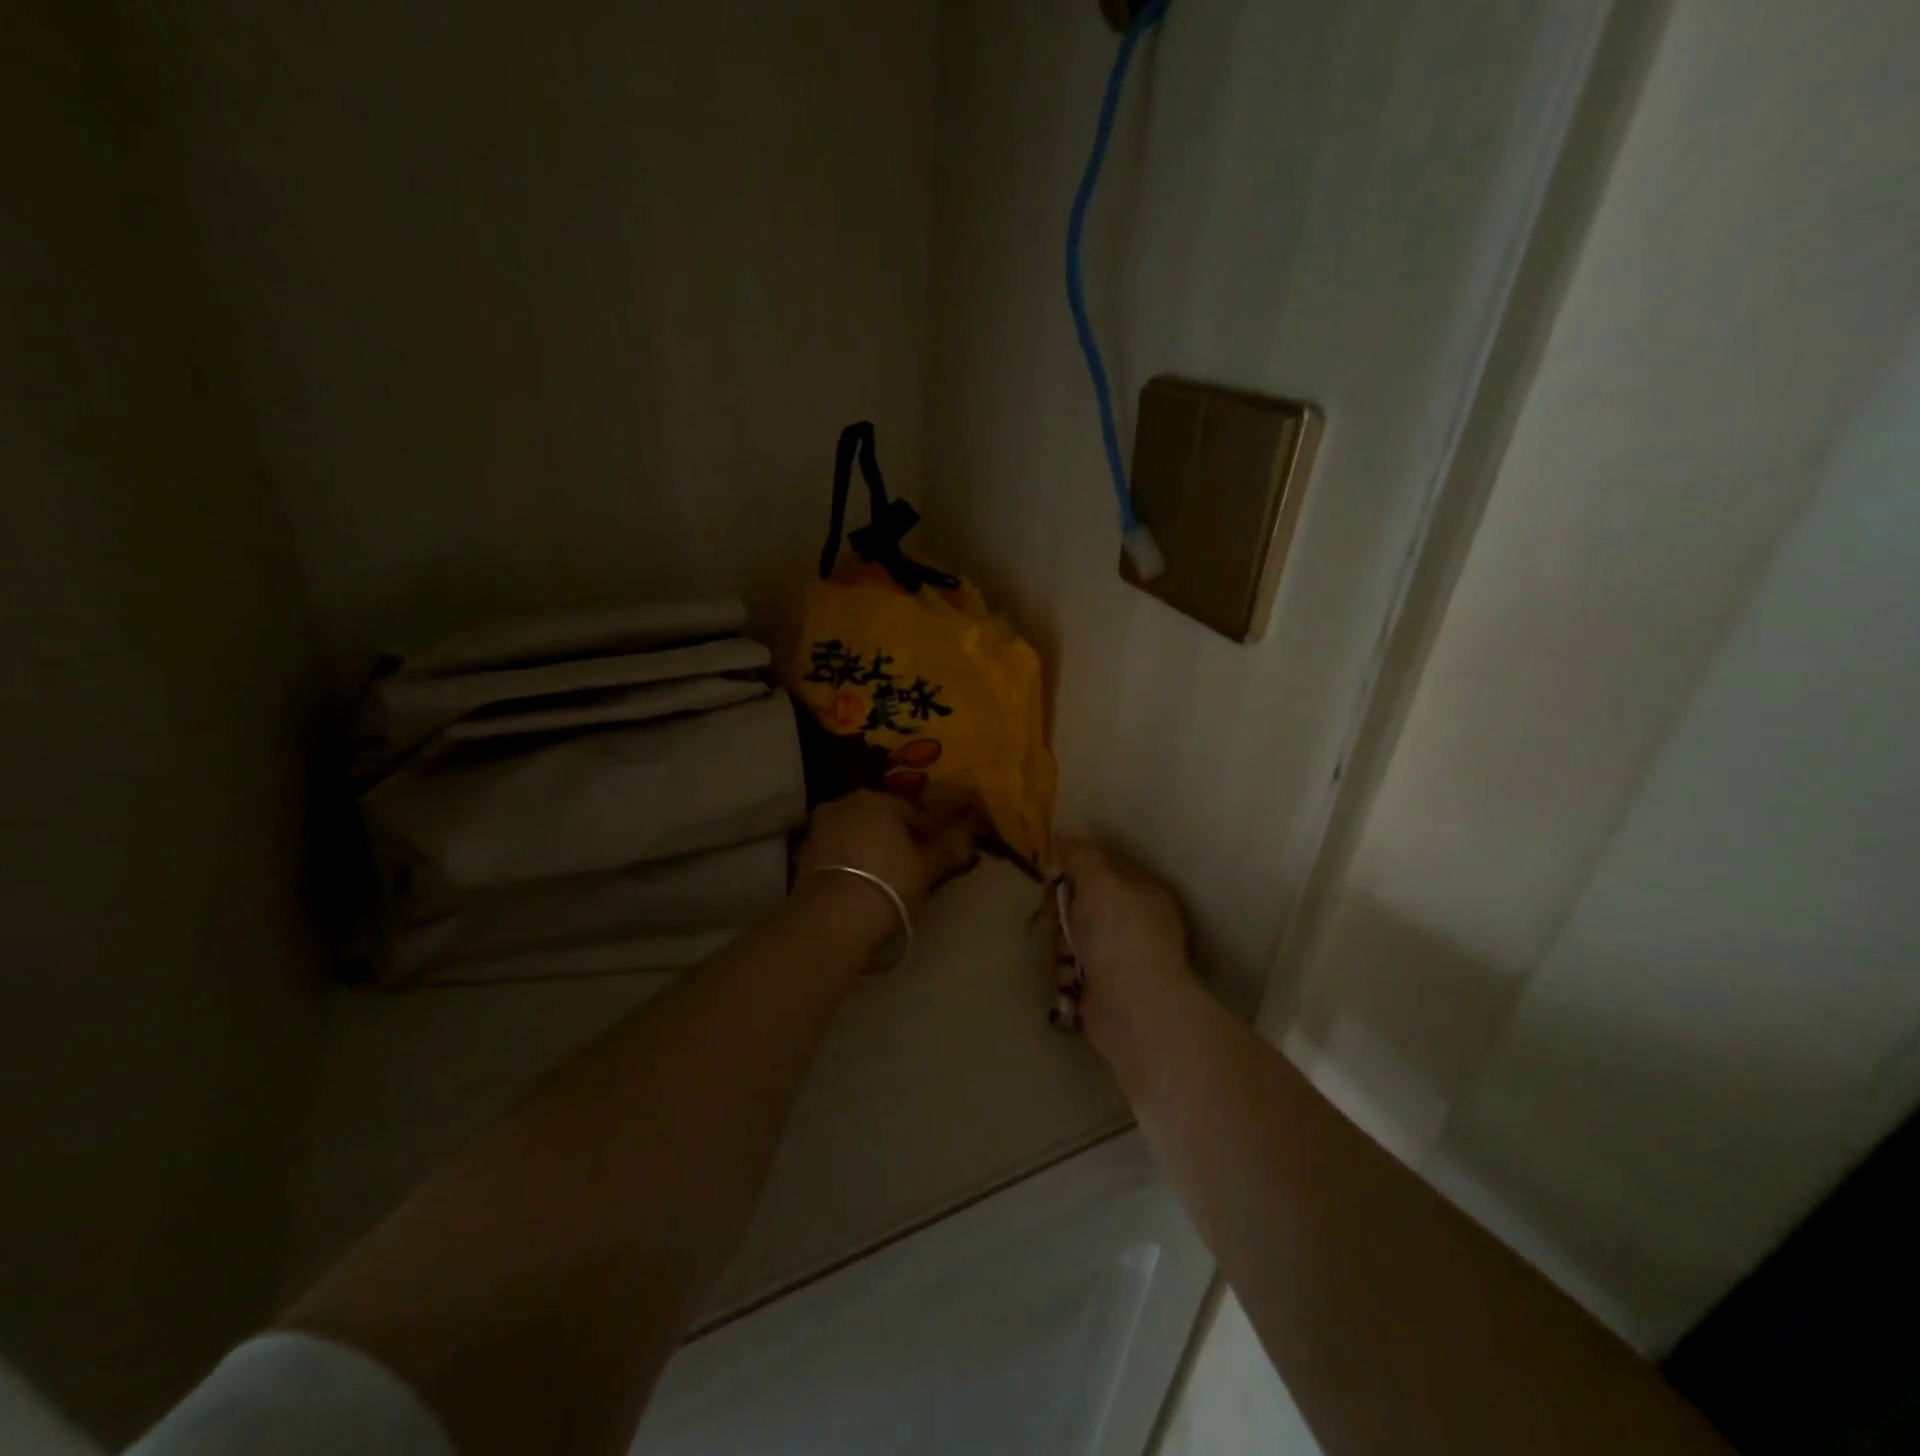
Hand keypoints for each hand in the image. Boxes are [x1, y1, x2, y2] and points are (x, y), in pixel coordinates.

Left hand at [796, 790, 977, 906]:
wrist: (834, 917)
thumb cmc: (889, 882)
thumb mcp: (927, 866)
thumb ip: (948, 848)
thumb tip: (967, 838)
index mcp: (876, 798)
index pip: (911, 811)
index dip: (929, 833)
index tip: (939, 853)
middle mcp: (843, 803)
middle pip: (880, 819)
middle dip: (896, 837)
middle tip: (913, 865)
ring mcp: (819, 828)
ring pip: (856, 835)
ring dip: (870, 849)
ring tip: (887, 877)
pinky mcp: (802, 855)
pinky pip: (836, 853)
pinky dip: (849, 863)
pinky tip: (861, 885)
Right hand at [1056, 836, 1197, 1068]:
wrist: (1134, 1009)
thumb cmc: (1120, 935)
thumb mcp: (1099, 882)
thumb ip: (1081, 854)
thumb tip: (1065, 828)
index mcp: (1144, 893)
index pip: (1104, 870)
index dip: (1077, 872)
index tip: (1058, 876)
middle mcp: (1135, 925)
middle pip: (1082, 905)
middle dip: (1062, 915)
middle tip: (1057, 920)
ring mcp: (1120, 960)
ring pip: (1071, 939)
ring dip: (1061, 948)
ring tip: (1068, 959)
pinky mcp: (1103, 990)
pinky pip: (1071, 970)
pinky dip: (1066, 975)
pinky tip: (1071, 982)